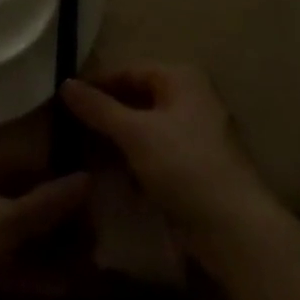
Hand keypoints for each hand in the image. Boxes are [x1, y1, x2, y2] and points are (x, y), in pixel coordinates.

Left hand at [0, 140, 90, 299]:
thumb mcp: (6, 223)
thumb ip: (48, 202)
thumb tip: (88, 178)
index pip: (26, 159)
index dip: (59, 180)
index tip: (92, 202)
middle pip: (19, 193)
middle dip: (54, 218)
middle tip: (92, 237)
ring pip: (11, 228)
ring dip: (44, 246)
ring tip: (83, 265)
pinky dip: (25, 267)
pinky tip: (57, 287)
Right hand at [60, 63, 274, 248]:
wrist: (234, 229)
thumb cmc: (184, 166)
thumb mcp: (135, 133)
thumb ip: (99, 108)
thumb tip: (65, 83)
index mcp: (181, 77)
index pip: (129, 70)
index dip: (97, 84)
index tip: (64, 101)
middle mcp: (190, 97)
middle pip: (138, 98)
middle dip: (105, 114)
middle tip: (69, 129)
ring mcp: (195, 133)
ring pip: (145, 127)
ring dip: (117, 140)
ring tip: (82, 153)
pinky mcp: (195, 166)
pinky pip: (156, 152)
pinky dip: (134, 160)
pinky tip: (111, 177)